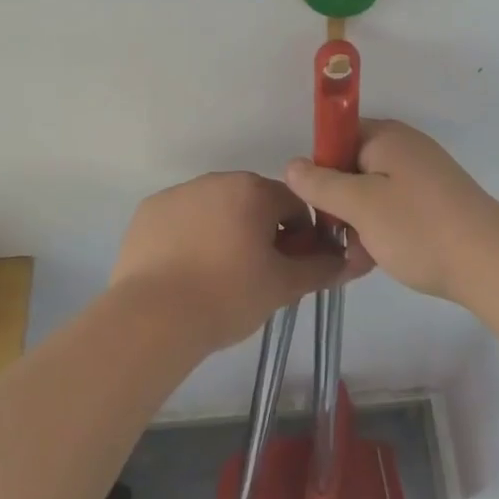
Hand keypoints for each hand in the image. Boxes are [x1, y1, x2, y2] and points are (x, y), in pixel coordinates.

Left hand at [108, 172, 363, 352]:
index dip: (300, 235)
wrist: (153, 318)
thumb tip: (350, 260)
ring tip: (217, 276)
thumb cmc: (227, 296)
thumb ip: (320, 268)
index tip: (290, 267)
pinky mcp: (149, 211)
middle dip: (261, 231)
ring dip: (225, 231)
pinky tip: (185, 271)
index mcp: (253, 190)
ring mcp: (179, 193)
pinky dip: (189, 236)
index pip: (293, 204)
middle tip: (256, 274)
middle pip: (253, 202)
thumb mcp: (283, 286)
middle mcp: (217, 180)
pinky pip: (181, 218)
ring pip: (216, 208)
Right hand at [284, 121, 498, 301]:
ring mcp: (423, 175)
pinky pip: (395, 208)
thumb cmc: (417, 227)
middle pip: (353, 166)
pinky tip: (377, 260)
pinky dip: (382, 229)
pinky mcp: (436, 202)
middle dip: (339, 202)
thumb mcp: (359, 205)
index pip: (336, 137)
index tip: (317, 204)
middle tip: (336, 238)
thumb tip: (292, 164)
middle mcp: (405, 147)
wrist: (489, 262)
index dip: (320, 168)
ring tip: (358, 257)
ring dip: (359, 222)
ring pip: (372, 193)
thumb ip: (321, 183)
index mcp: (386, 136)